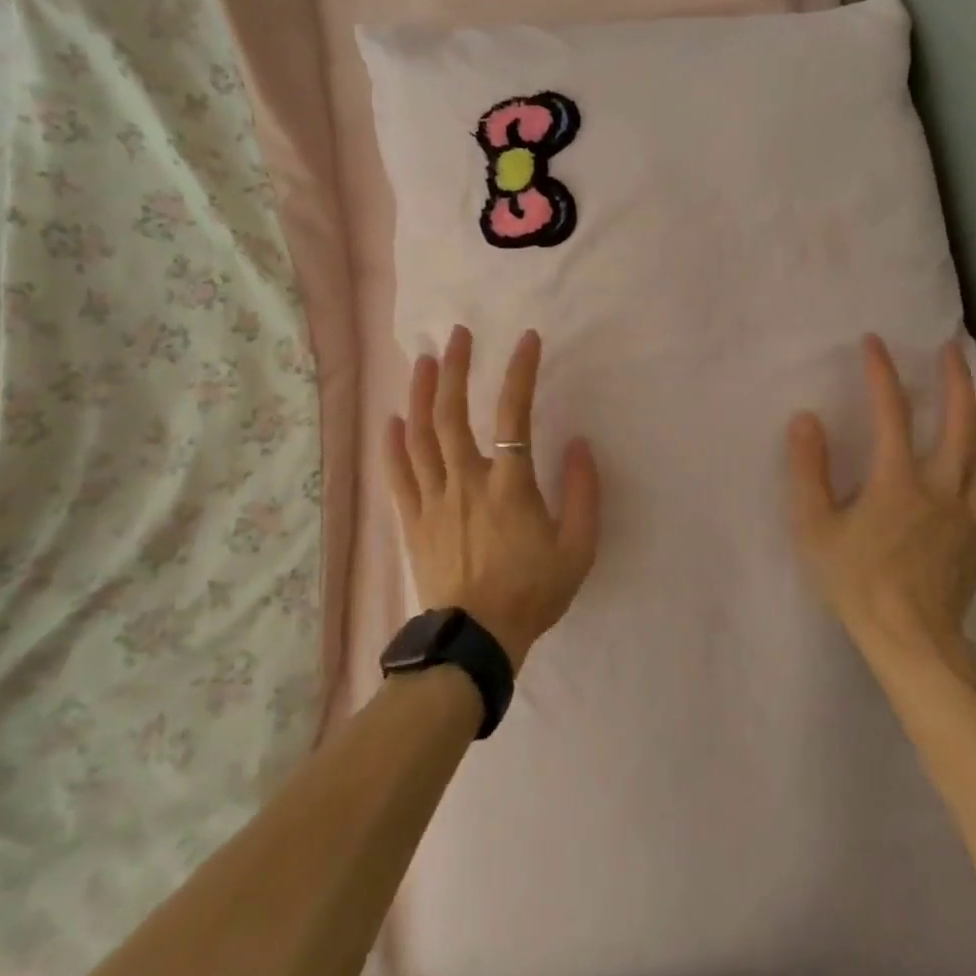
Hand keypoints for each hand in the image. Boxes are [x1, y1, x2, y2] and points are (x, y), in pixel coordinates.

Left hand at [385, 326, 602, 670]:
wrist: (478, 639)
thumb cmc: (532, 593)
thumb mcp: (578, 549)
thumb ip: (584, 494)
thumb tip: (581, 444)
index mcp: (509, 486)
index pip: (514, 415)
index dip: (520, 372)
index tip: (527, 340)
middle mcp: (465, 481)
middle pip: (452, 413)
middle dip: (454, 368)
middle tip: (457, 336)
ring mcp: (433, 499)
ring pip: (420, 435)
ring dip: (419, 394)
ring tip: (422, 361)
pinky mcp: (412, 520)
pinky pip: (398, 475)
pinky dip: (393, 444)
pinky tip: (392, 419)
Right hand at [786, 336, 975, 668]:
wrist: (910, 639)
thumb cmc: (856, 581)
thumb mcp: (814, 527)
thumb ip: (807, 471)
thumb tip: (805, 419)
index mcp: (897, 480)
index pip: (891, 412)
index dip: (882, 372)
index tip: (874, 342)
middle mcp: (941, 486)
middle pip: (959, 421)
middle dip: (956, 379)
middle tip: (954, 349)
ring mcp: (970, 512)